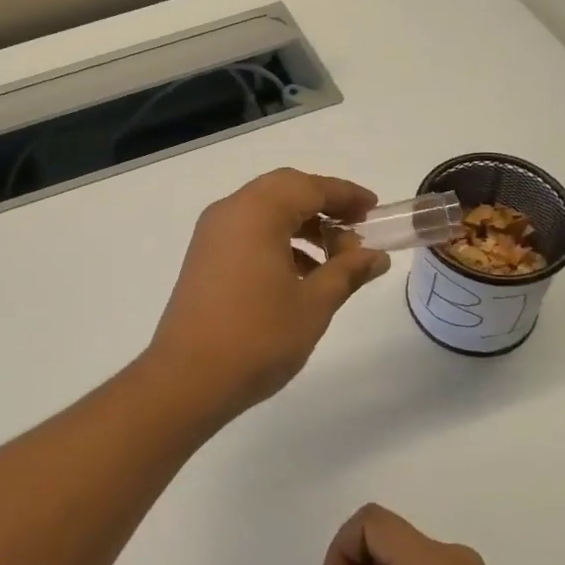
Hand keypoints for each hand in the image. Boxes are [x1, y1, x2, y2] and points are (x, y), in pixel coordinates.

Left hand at [145, 169, 391, 420]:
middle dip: (323, 205)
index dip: (346, 195)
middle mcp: (230, 211)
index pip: (310, 186)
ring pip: (265, 211)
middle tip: (356, 229)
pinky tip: (301, 274)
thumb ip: (347, 272)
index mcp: (256, 212)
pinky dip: (277, 240)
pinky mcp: (204, 256)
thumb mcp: (314, 304)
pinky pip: (247, 231)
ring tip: (335, 259)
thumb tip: (376, 256)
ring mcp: (212, 233)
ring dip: (302, 225)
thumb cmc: (258, 337)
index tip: (374, 210)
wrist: (188, 378)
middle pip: (284, 190)